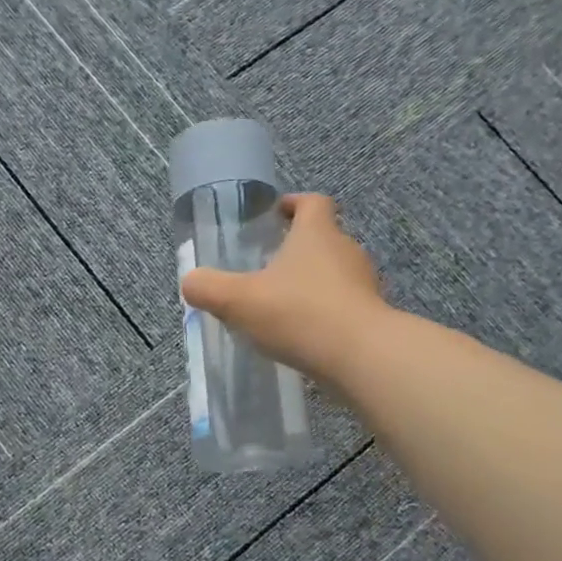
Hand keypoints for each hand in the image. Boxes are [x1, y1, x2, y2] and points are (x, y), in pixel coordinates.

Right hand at [180, 193, 389, 383]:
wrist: (361, 357)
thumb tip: (191, 281)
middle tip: (267, 267)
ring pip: (334, 273)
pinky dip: (323, 312)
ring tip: (281, 304)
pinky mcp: (370, 316)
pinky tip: (302, 334)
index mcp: (317, 233)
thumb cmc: (298, 313)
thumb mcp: (238, 300)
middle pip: (323, 238)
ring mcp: (363, 284)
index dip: (294, 204)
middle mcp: (345, 250)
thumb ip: (208, 288)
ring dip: (310, 283)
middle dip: (297, 248)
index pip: (312, 203)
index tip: (276, 215)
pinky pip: (342, 305)